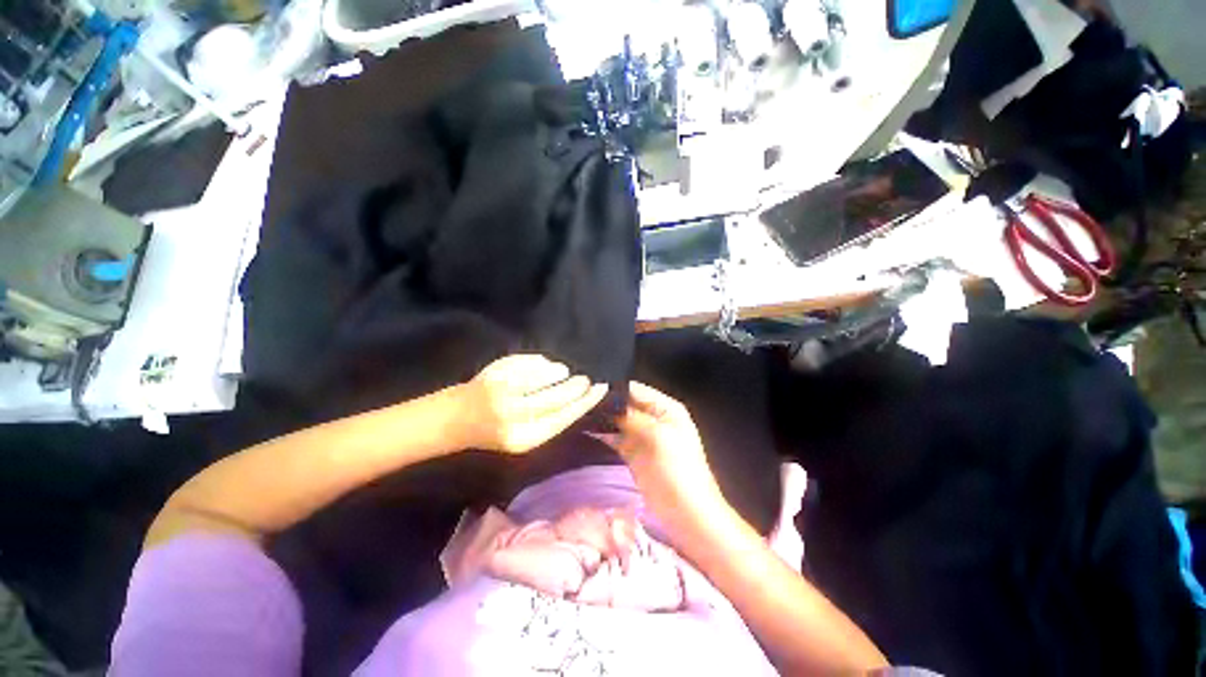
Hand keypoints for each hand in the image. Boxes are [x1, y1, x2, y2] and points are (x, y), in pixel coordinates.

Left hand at [456, 355, 607, 453]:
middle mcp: (513, 414)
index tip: (600, 388)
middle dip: (577, 385)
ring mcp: (503, 390)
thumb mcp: (525, 437)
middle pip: (558, 395)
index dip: (586, 401)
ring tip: (562, 372)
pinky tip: (544, 365)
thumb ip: (552, 419)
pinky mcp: (495, 371)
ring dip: (559, 371)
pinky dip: (542, 362)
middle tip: (584, 379)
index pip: (565, 416)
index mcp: (524, 438)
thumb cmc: (495, 432)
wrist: (456, 419)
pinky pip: (530, 361)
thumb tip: (581, 395)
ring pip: (546, 374)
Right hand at [592, 382, 728, 538]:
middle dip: (605, 403)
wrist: (686, 514)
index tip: (588, 388)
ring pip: (618, 420)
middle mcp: (654, 418)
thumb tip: (608, 401)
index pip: (635, 390)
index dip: (614, 389)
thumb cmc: (678, 472)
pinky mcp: (633, 452)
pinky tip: (585, 429)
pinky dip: (603, 434)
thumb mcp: (658, 438)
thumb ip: (633, 417)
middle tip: (578, 401)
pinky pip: (615, 437)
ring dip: (602, 418)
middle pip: (625, 404)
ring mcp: (642, 436)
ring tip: (577, 413)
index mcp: (666, 409)